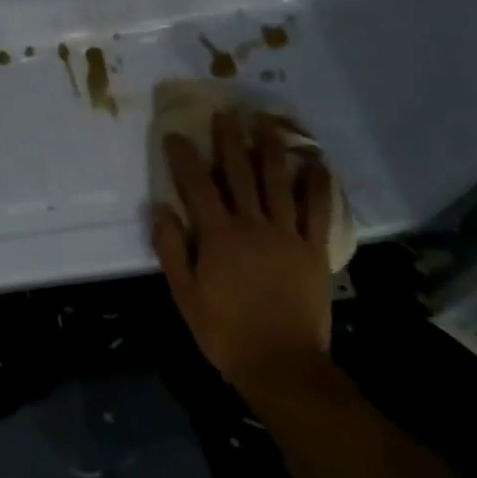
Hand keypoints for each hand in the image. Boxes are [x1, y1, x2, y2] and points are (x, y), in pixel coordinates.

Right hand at [150, 112, 336, 394]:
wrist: (283, 365)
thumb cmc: (225, 331)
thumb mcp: (185, 294)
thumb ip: (171, 249)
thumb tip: (159, 208)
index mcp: (218, 236)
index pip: (196, 186)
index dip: (184, 158)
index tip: (175, 134)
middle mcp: (252, 225)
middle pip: (240, 173)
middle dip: (230, 140)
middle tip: (226, 112)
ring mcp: (287, 235)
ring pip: (278, 182)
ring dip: (270, 148)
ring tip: (266, 122)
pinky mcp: (313, 250)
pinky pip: (317, 211)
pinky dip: (317, 185)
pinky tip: (315, 163)